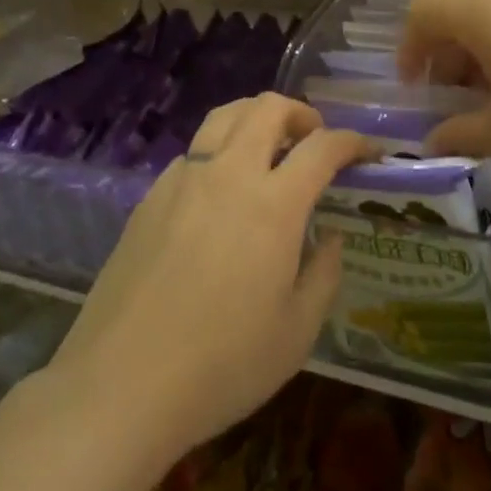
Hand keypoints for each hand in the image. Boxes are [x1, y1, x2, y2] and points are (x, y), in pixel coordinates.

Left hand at [48, 94, 374, 463]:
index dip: (352, 140)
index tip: (368, 151)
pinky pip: (194, 151)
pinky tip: (220, 193)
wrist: (122, 382)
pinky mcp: (151, 194)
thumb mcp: (296, 333)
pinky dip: (220, 151)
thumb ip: (323, 273)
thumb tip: (327, 235)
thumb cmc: (222, 365)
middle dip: (301, 113)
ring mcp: (184, 178)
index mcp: (273, 204)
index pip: (322, 146)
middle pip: (267, 108)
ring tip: (269, 149)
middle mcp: (229, 174)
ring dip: (256, 118)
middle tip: (314, 140)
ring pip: (225, 116)